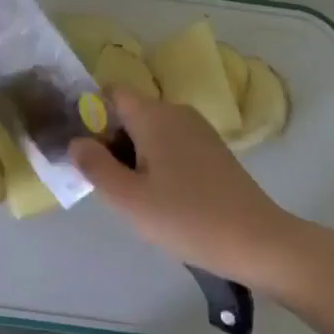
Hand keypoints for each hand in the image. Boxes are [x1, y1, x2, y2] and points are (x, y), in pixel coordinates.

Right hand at [69, 89, 297, 284]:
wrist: (257, 241)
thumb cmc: (186, 218)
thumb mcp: (128, 198)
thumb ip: (94, 165)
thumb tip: (75, 141)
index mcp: (154, 115)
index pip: (111, 93)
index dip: (90, 114)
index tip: (83, 150)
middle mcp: (177, 112)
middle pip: (130, 114)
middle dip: (110, 142)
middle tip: (106, 185)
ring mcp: (199, 131)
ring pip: (150, 132)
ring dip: (133, 157)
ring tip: (133, 197)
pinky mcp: (213, 151)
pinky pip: (171, 145)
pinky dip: (157, 163)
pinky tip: (162, 199)